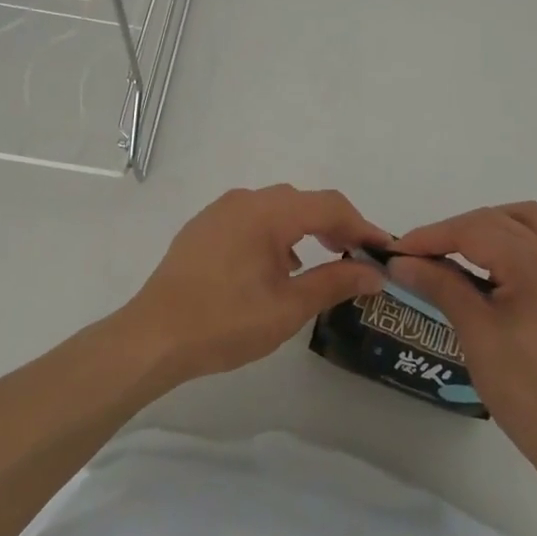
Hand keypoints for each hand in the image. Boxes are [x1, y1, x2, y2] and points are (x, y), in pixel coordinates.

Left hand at [122, 184, 390, 382]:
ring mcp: (220, 211)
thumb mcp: (287, 307)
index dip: (361, 225)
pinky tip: (279, 266)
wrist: (153, 336)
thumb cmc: (225, 322)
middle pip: (303, 202)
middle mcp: (245, 199)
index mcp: (268, 212)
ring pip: (276, 209)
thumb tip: (374, 273)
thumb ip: (334, 282)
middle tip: (357, 257)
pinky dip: (276, 234)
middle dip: (335, 226)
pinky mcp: (204, 227)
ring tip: (323, 261)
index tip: (383, 250)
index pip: (329, 205)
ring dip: (305, 229)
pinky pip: (252, 219)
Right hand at [389, 202, 536, 463]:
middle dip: (455, 231)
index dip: (431, 236)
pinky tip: (497, 271)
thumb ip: (440, 285)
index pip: (473, 230)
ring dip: (489, 227)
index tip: (397, 251)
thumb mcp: (476, 333)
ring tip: (459, 251)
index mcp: (535, 263)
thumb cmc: (525, 389)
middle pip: (498, 220)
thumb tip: (401, 262)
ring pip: (527, 223)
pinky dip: (515, 244)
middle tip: (421, 255)